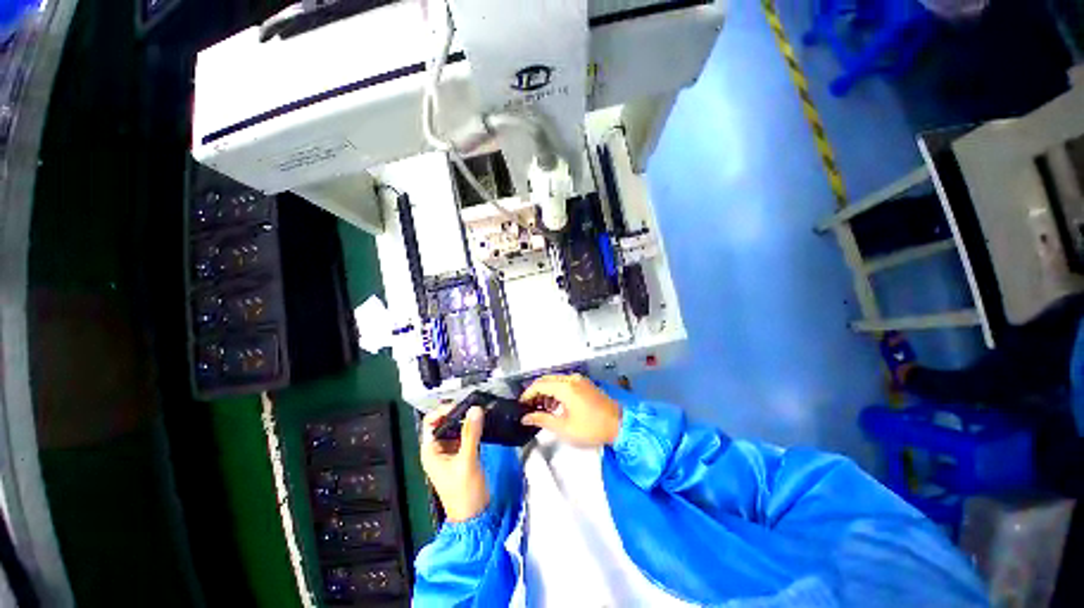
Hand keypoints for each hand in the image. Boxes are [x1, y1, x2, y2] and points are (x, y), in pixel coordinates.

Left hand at [420, 405, 488, 522]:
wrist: (474, 515)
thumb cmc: (464, 492)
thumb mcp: (467, 460)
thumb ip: (471, 433)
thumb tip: (475, 409)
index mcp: (430, 451)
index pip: (431, 421)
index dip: (443, 410)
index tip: (461, 405)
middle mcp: (438, 449)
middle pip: (444, 422)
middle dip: (458, 413)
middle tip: (473, 406)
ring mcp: (450, 451)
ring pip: (456, 428)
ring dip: (466, 420)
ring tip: (479, 412)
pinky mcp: (462, 454)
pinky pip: (465, 435)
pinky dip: (472, 428)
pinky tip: (482, 423)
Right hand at [520, 374, 622, 446]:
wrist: (619, 425)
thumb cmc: (591, 428)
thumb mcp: (564, 428)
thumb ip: (542, 420)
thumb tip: (526, 417)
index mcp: (565, 387)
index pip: (539, 384)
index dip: (528, 394)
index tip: (521, 404)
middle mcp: (571, 378)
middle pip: (547, 380)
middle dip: (536, 392)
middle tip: (530, 407)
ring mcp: (579, 379)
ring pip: (556, 380)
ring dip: (546, 391)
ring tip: (543, 409)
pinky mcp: (585, 383)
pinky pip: (565, 382)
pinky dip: (557, 390)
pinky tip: (556, 405)